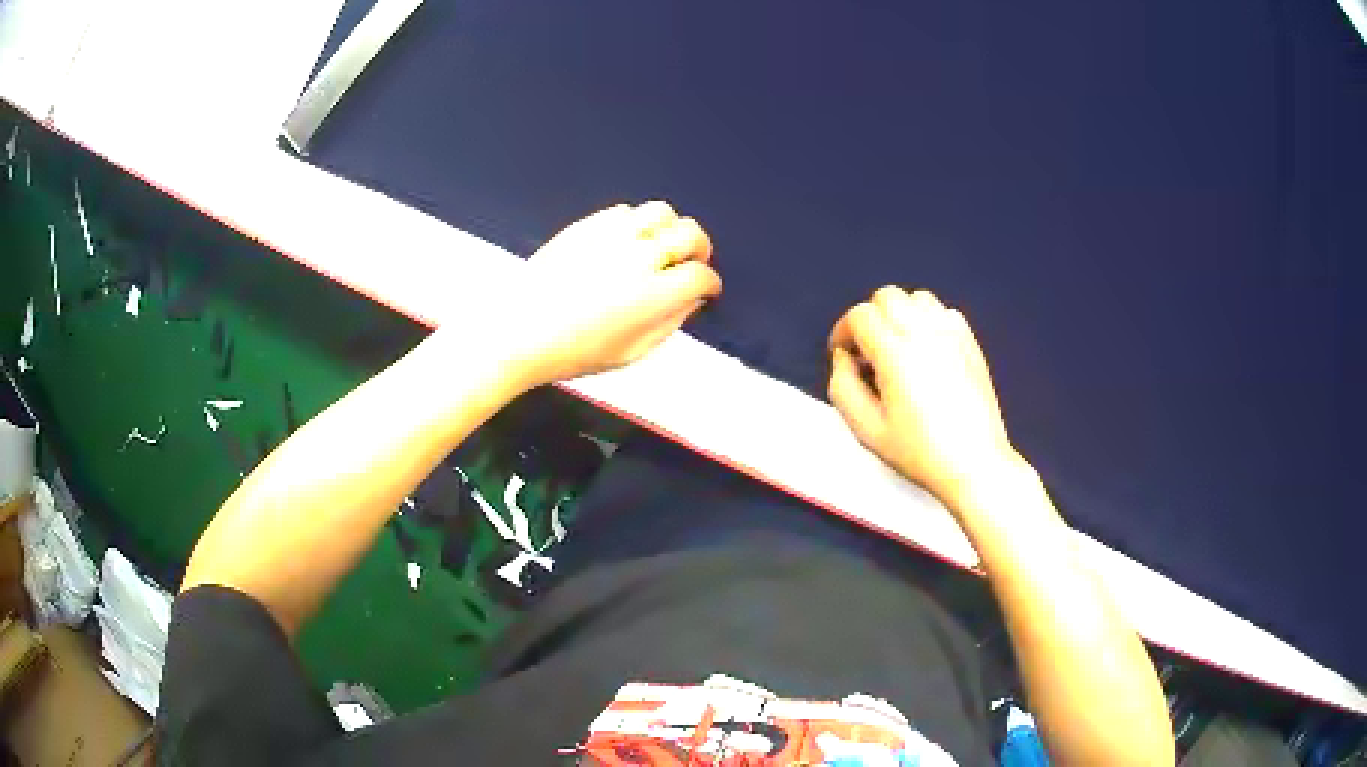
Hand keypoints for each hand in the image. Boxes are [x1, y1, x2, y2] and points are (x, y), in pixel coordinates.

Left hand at [507, 201, 721, 386]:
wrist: (519, 330)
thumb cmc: (574, 351)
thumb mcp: (632, 351)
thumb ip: (669, 323)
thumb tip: (691, 301)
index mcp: (655, 294)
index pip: (701, 275)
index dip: (710, 284)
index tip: (707, 289)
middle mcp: (640, 255)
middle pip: (690, 233)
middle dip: (700, 248)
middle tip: (692, 262)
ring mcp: (613, 234)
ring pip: (660, 212)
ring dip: (669, 228)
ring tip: (660, 245)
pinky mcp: (588, 224)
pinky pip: (625, 211)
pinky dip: (636, 223)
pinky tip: (627, 241)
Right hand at [828, 286, 1020, 506]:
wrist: (975, 463)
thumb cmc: (919, 452)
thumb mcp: (867, 430)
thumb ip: (843, 387)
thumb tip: (843, 358)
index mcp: (897, 353)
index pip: (861, 315)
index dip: (844, 331)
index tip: (844, 356)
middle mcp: (926, 333)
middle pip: (887, 297)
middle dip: (870, 318)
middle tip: (869, 353)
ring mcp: (953, 334)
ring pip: (917, 298)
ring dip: (900, 315)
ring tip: (898, 348)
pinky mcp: (972, 342)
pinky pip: (944, 312)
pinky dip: (928, 321)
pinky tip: (926, 351)